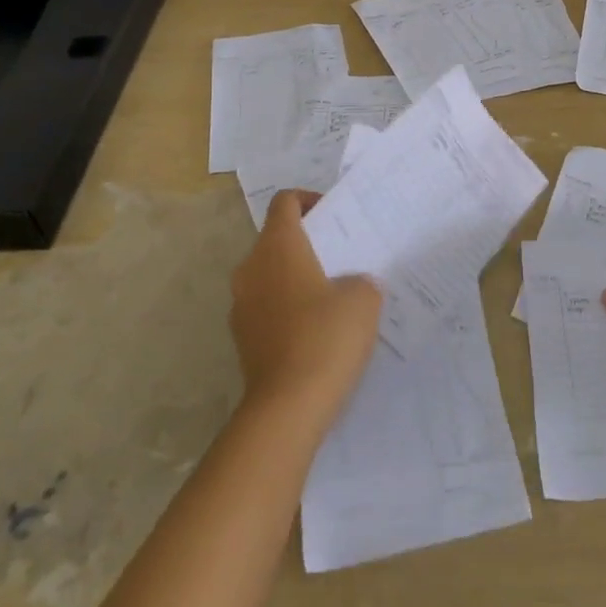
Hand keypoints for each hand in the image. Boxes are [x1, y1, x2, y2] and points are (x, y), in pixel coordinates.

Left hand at [229, 190, 382, 420]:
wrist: (287, 407)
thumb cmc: (326, 337)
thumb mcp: (364, 298)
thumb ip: (360, 280)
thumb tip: (350, 285)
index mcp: (278, 246)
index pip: (285, 202)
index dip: (309, 200)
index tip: (335, 216)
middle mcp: (251, 268)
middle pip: (276, 238)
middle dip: (307, 242)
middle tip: (341, 257)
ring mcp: (241, 304)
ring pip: (270, 274)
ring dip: (296, 277)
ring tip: (333, 296)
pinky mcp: (242, 337)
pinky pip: (267, 306)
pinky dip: (288, 307)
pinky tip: (317, 331)